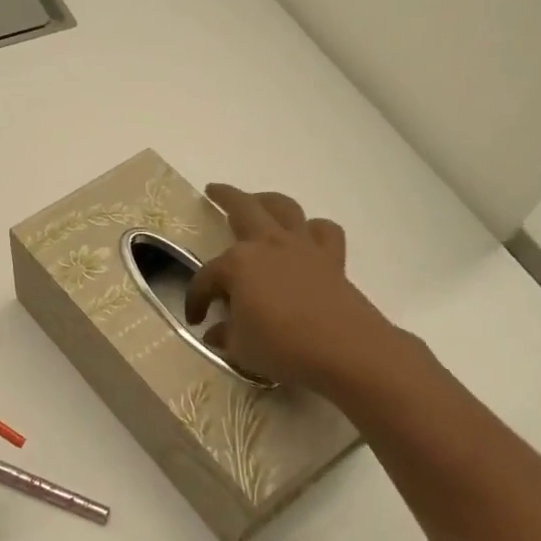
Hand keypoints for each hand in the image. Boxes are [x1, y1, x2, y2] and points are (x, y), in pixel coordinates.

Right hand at [186, 184, 396, 392]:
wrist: (345, 350)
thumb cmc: (282, 347)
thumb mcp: (240, 348)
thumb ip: (225, 334)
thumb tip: (216, 331)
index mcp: (237, 264)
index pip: (206, 278)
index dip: (196, 299)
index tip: (195, 319)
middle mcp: (267, 245)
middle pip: (242, 209)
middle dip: (224, 197)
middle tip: (213, 190)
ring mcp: (302, 247)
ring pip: (284, 207)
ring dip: (268, 200)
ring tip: (258, 202)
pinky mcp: (331, 258)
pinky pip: (323, 231)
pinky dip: (313, 229)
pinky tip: (306, 237)